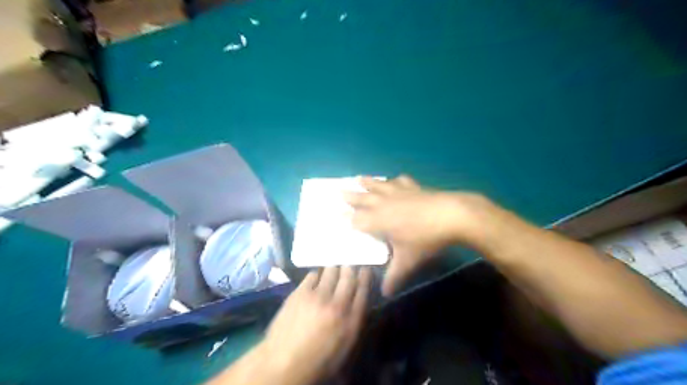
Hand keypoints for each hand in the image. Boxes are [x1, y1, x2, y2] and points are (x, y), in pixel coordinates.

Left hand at [261, 267, 372, 384]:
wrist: (284, 363)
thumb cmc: (318, 360)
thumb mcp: (344, 346)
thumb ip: (354, 321)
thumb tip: (357, 300)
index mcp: (351, 321)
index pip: (363, 291)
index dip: (365, 277)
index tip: (365, 269)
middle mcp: (338, 305)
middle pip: (348, 277)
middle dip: (350, 268)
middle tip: (348, 265)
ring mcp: (318, 296)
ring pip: (331, 271)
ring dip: (334, 268)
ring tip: (333, 268)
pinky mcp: (300, 293)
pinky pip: (313, 275)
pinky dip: (317, 274)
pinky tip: (316, 277)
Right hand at [347, 175, 497, 296]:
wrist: (451, 215)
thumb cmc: (425, 239)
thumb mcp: (408, 261)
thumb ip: (394, 277)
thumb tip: (385, 294)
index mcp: (378, 221)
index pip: (356, 220)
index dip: (345, 218)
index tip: (335, 214)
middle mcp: (383, 204)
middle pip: (362, 199)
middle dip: (350, 197)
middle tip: (338, 192)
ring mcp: (398, 193)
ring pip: (377, 186)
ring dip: (367, 183)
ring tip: (358, 178)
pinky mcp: (413, 187)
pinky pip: (399, 181)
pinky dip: (394, 180)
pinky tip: (394, 179)